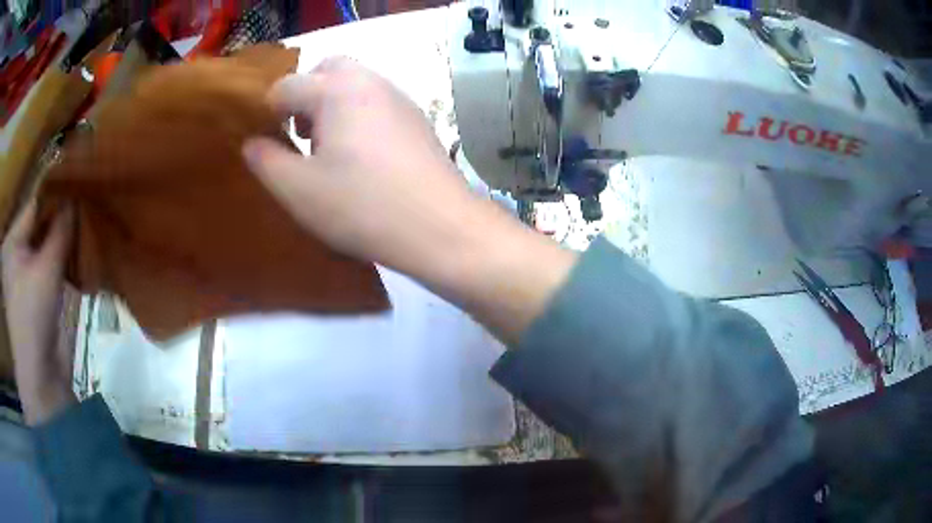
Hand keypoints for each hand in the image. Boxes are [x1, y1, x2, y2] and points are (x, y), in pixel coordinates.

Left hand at [2, 202, 75, 424]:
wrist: (40, 375)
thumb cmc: (34, 317)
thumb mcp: (47, 269)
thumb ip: (61, 230)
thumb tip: (77, 196)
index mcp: (11, 242)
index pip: (34, 205)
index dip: (56, 195)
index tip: (80, 185)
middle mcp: (15, 252)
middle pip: (39, 224)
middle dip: (60, 218)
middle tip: (85, 206)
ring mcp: (23, 273)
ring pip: (45, 244)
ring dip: (62, 239)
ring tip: (83, 227)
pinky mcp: (34, 291)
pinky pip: (47, 263)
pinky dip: (60, 257)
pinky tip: (75, 253)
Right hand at [243, 57, 575, 342]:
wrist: (439, 226)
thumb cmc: (360, 206)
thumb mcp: (298, 190)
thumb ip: (266, 161)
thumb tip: (252, 143)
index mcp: (336, 90)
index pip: (287, 85)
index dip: (268, 110)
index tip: (267, 139)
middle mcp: (370, 82)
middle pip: (328, 69)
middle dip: (306, 94)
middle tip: (300, 133)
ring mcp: (400, 98)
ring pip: (356, 84)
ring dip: (333, 105)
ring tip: (328, 149)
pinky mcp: (418, 120)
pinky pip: (378, 103)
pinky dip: (359, 116)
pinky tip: (362, 157)